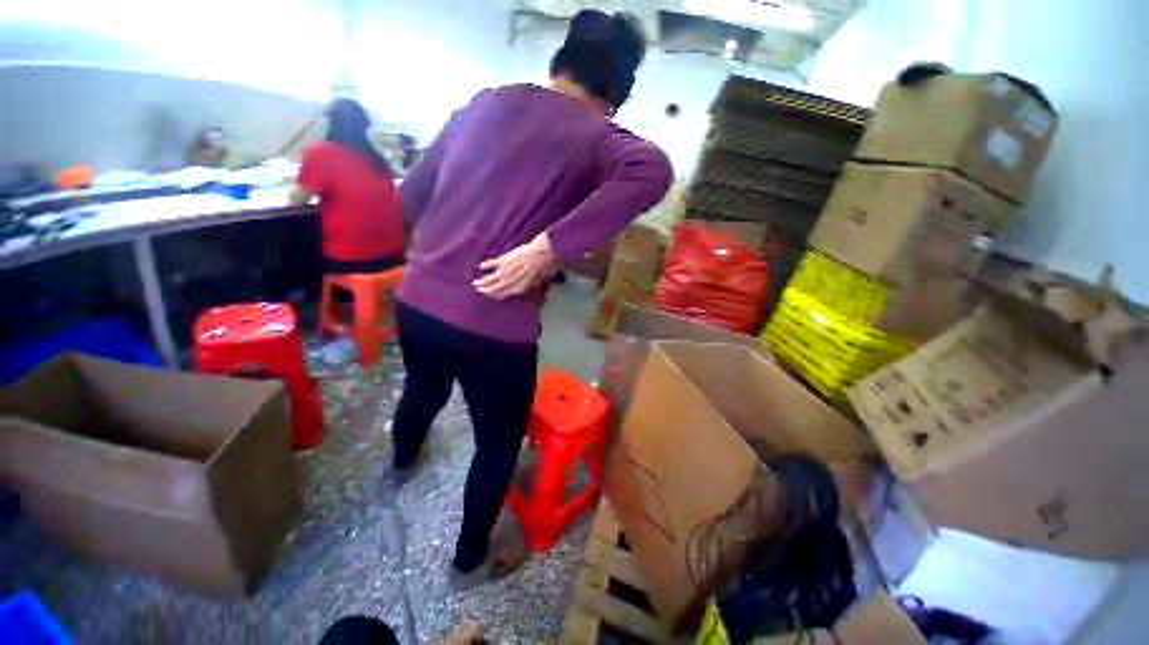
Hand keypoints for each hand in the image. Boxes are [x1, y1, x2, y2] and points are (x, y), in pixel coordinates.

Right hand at [473, 233, 558, 298]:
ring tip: (475, 284)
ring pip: (489, 279)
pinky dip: (485, 266)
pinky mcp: (502, 261)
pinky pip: (491, 264)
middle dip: (485, 291)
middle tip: (479, 291)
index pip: (503, 295)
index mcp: (518, 289)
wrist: (541, 256)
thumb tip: (528, 284)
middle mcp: (509, 283)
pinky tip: (480, 267)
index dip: (495, 296)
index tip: (491, 296)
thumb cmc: (543, 269)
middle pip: (493, 289)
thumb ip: (529, 285)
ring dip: (481, 282)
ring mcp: (504, 272)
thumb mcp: (538, 282)